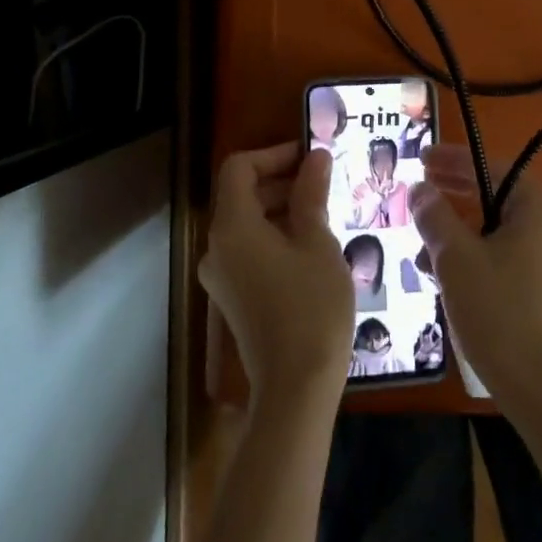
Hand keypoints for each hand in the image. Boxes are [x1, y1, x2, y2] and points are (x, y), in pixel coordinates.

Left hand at [202, 144, 350, 410]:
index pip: (239, 168)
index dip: (274, 154)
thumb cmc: (311, 305)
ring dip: (281, 208)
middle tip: (324, 181)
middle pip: (241, 194)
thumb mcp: (317, 242)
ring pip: (247, 223)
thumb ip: (311, 194)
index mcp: (232, 227)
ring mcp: (221, 276)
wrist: (296, 386)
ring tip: (324, 211)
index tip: (311, 156)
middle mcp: (216, 247)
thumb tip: (315, 157)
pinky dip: (275, 235)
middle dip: (281, 180)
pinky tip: (312, 245)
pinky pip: (249, 250)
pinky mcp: (233, 297)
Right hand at [412, 144, 541, 419]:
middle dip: (456, 204)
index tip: (420, 160)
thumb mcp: (456, 261)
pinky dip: (489, 263)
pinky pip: (522, 261)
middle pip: (500, 200)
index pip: (490, 168)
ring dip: (467, 240)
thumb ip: (435, 217)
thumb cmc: (504, 317)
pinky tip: (462, 288)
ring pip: (508, 235)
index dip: (451, 162)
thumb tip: (421, 189)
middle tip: (420, 205)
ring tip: (428, 262)